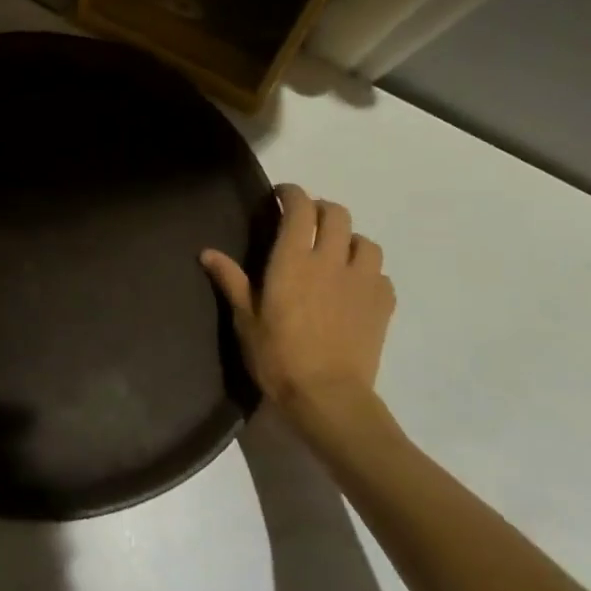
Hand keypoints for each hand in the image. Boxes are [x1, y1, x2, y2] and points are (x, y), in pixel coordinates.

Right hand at [201, 185, 394, 420]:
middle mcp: (331, 261)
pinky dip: (368, 272)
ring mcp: (362, 282)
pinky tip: (355, 287)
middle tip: (306, 222)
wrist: (328, 397)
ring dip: (350, 239)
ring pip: (366, 241)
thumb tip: (207, 253)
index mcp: (293, 260)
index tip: (280, 195)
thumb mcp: (245, 319)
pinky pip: (381, 275)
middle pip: (337, 214)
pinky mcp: (383, 305)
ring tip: (336, 253)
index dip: (291, 194)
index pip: (299, 208)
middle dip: (321, 210)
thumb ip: (231, 280)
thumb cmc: (278, 356)